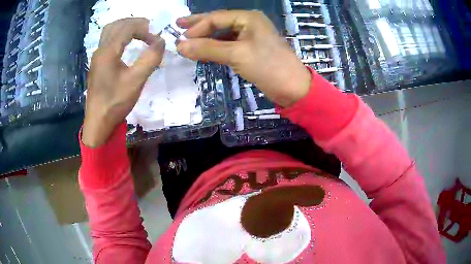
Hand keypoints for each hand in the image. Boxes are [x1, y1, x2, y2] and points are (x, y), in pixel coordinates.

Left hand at [82, 18, 164, 147]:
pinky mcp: (98, 64)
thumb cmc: (115, 103)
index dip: (145, 28)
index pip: (127, 27)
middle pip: (116, 25)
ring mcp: (97, 57)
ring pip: (110, 31)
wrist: (98, 122)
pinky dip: (120, 36)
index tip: (157, 39)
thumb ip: (150, 58)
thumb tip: (161, 41)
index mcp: (108, 52)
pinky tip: (128, 45)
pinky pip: (108, 41)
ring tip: (140, 34)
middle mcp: (100, 50)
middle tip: (149, 30)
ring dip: (126, 28)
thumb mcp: (136, 81)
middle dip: (135, 23)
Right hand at [176, 10, 310, 107]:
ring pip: (222, 33)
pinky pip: (228, 43)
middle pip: (218, 21)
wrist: (292, 88)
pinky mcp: (250, 49)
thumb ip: (207, 49)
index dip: (197, 27)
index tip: (180, 39)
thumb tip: (179, 46)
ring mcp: (250, 36)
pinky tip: (204, 48)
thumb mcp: (236, 54)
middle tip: (178, 24)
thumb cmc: (268, 66)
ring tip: (187, 38)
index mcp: (248, 18)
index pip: (216, 18)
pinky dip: (215, 46)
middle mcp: (249, 23)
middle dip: (198, 24)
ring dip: (205, 36)